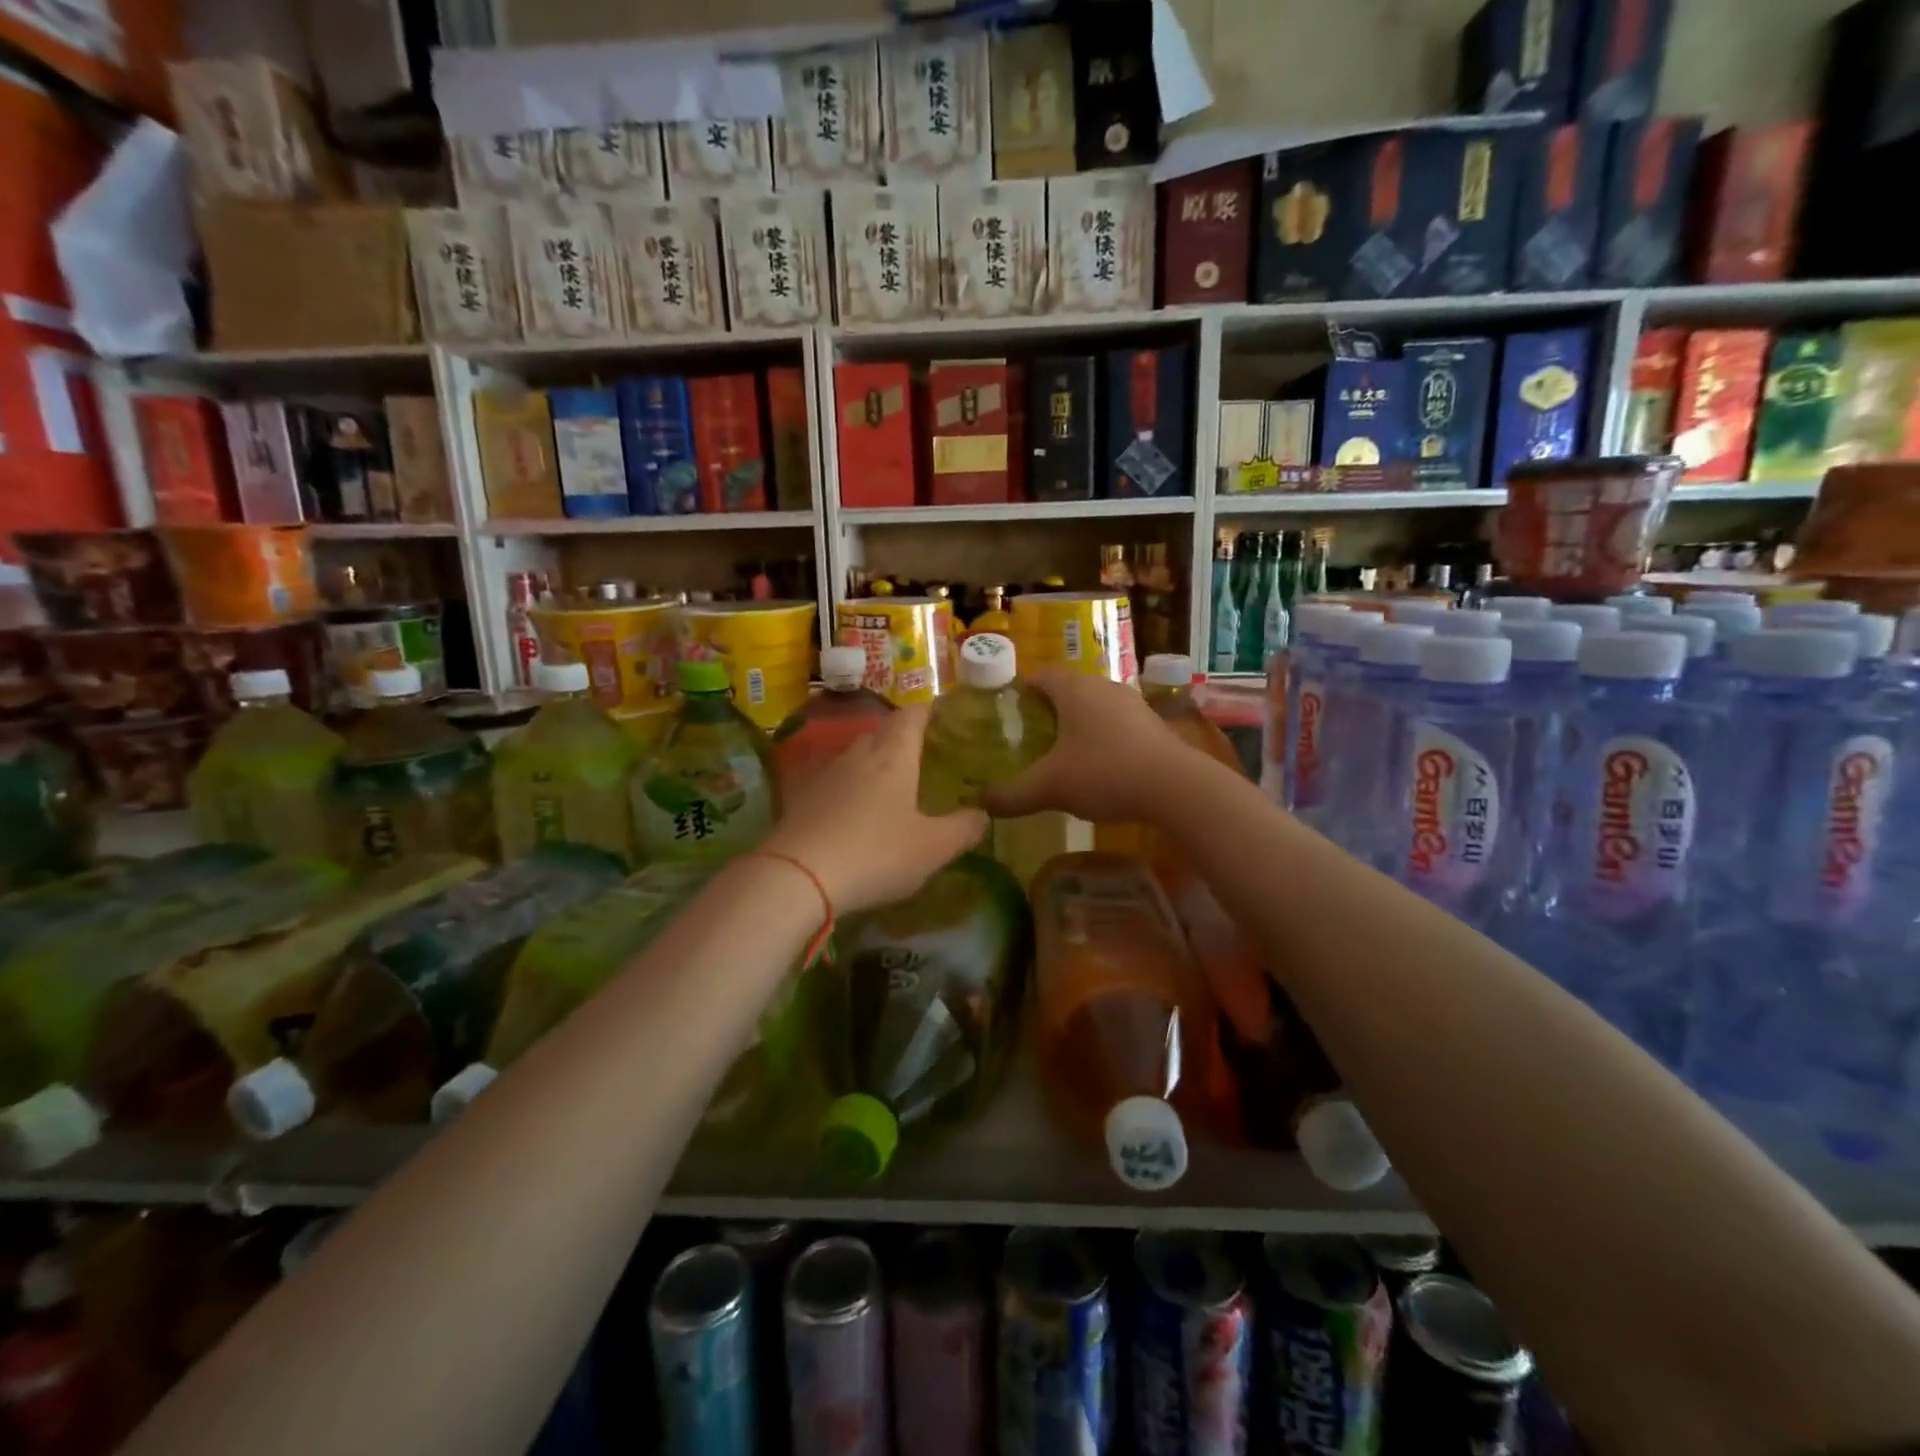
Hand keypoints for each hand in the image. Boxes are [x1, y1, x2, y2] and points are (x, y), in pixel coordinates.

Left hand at [761, 704, 987, 914]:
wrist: (797, 876)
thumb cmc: (876, 853)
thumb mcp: (933, 848)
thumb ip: (963, 829)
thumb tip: (983, 814)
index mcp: (893, 755)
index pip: (912, 715)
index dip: (929, 712)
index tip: (943, 716)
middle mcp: (858, 755)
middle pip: (882, 733)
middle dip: (903, 739)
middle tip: (925, 756)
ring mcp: (825, 775)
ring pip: (856, 757)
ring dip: (875, 765)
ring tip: (894, 786)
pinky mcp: (802, 799)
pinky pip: (835, 783)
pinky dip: (851, 790)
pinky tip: (857, 814)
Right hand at [980, 669, 1180, 823]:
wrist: (1176, 787)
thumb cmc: (1104, 773)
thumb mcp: (1049, 788)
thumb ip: (1011, 796)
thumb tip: (981, 804)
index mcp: (1073, 689)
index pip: (1040, 677)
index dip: (1020, 692)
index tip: (1006, 713)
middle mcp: (1103, 686)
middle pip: (1067, 690)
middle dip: (1047, 711)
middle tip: (1028, 738)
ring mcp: (1132, 703)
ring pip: (1094, 707)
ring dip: (1077, 725)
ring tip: (1060, 753)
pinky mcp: (1152, 724)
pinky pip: (1116, 724)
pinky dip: (1101, 738)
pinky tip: (1097, 766)